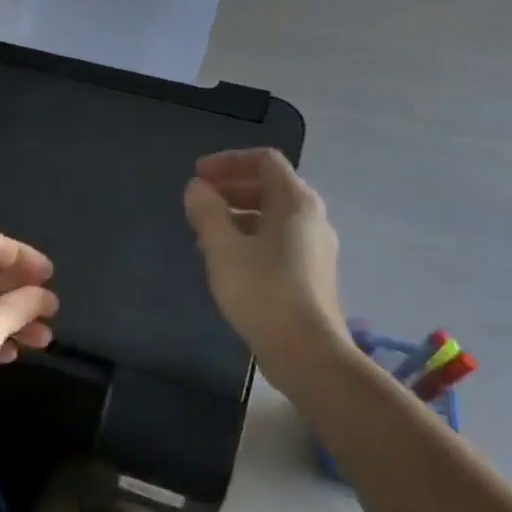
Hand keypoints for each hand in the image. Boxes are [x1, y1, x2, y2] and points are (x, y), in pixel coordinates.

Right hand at [183, 148, 351, 396]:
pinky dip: (250, 238)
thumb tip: (197, 188)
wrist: (306, 350)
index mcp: (295, 202)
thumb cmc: (262, 291)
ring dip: (237, 215)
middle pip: (270, 187)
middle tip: (197, 203)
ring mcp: (314, 247)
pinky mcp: (310, 273)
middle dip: (230, 189)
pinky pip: (277, 240)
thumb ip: (207, 212)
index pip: (264, 160)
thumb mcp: (223, 249)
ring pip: (272, 217)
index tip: (197, 176)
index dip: (228, 161)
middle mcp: (311, 218)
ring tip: (204, 234)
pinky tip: (226, 261)